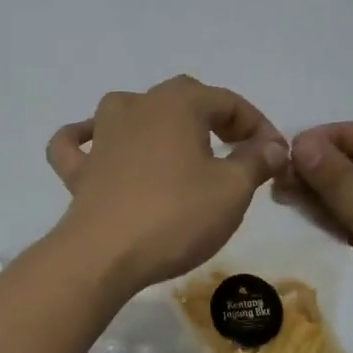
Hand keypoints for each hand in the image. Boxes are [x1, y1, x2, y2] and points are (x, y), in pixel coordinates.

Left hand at [46, 76, 287, 292]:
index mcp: (177, 103)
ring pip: (130, 110)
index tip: (275, 156)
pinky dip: (86, 139)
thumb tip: (271, 146)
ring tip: (178, 146)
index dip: (258, 126)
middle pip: (182, 99)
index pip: (228, 102)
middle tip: (238, 150)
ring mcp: (101, 135)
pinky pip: (77, 143)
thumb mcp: (232, 190)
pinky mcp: (79, 169)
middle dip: (214, 119)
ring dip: (157, 121)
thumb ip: (255, 161)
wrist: (104, 254)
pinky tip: (96, 146)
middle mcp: (135, 106)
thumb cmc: (175, 216)